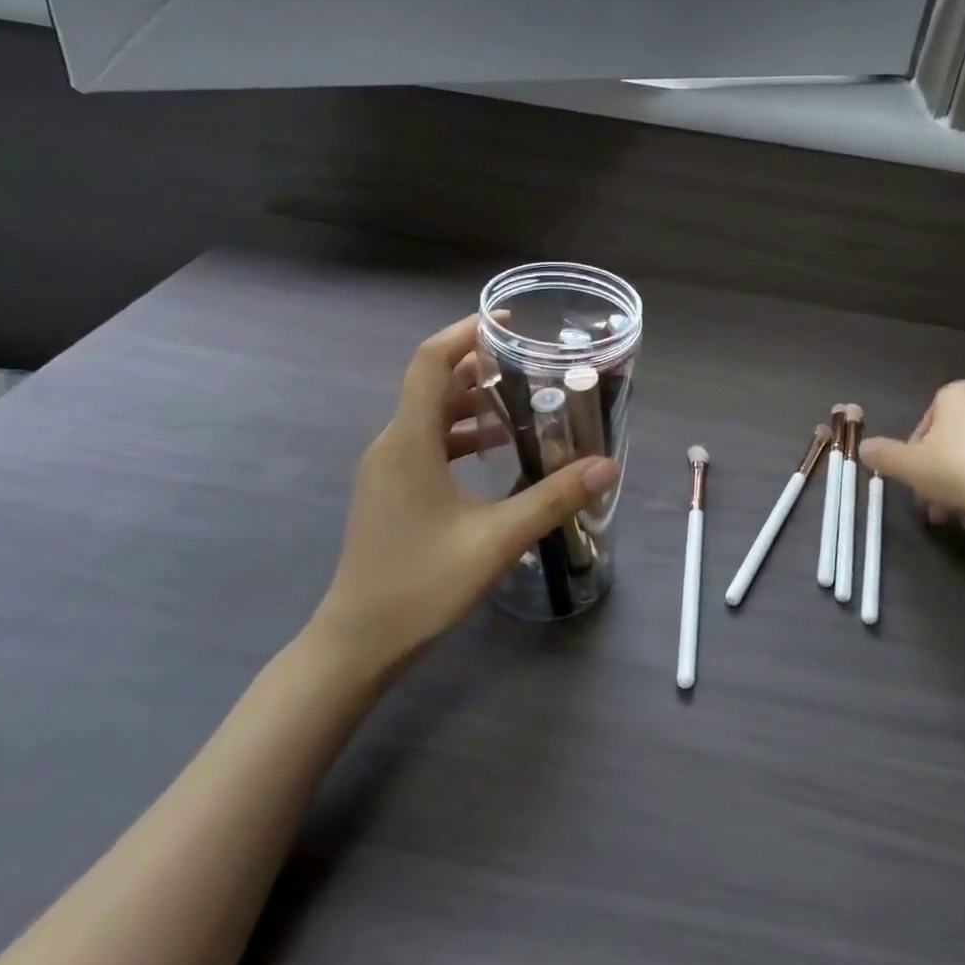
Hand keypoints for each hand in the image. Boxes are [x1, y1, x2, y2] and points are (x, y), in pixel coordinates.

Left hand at [307, 315, 619, 681]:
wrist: (357, 643)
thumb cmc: (420, 585)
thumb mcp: (495, 540)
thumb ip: (552, 498)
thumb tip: (607, 466)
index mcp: (409, 441)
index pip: (430, 362)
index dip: (465, 332)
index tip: (509, 321)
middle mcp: (392, 443)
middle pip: (433, 383)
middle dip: (481, 365)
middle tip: (532, 362)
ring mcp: (387, 467)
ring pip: (431, 414)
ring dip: (473, 401)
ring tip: (524, 400)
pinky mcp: (391, 488)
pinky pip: (427, 441)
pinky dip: (461, 432)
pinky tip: (496, 449)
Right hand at [860, 381, 964, 545]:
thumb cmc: (958, 472)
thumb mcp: (908, 466)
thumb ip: (882, 455)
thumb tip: (864, 447)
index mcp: (959, 393)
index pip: (926, 422)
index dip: (914, 454)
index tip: (914, 480)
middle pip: (953, 441)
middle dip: (939, 473)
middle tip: (932, 505)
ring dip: (962, 483)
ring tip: (956, 517)